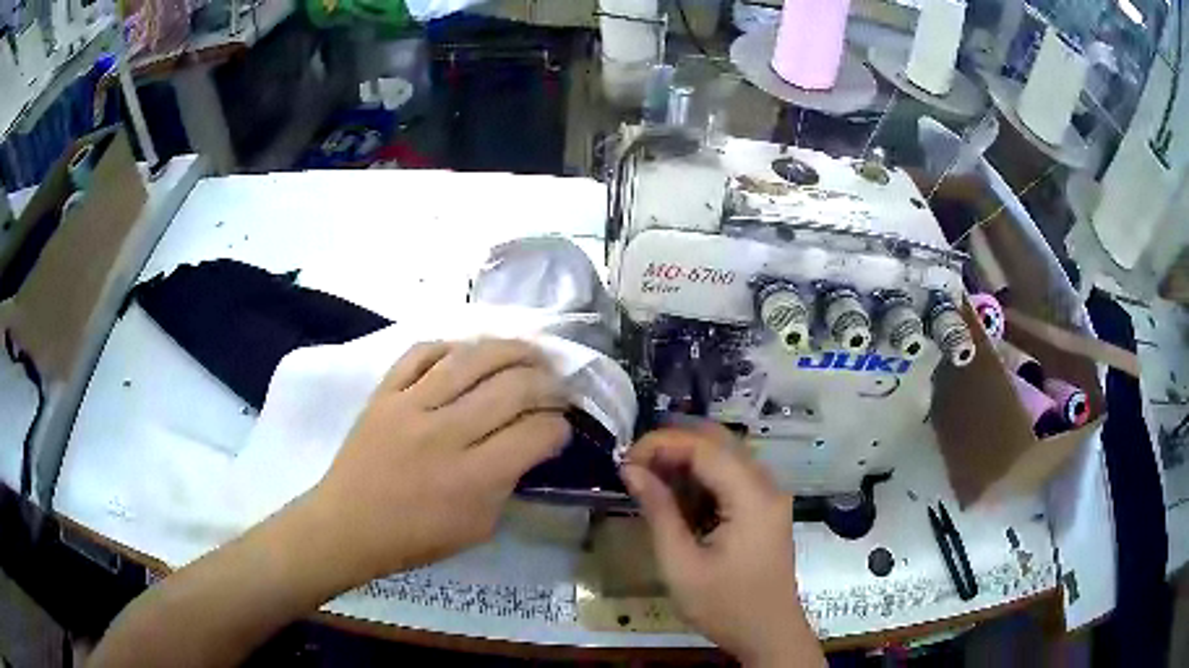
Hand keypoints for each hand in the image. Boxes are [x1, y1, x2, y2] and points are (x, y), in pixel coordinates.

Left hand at [307, 339, 571, 581]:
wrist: (348, 524)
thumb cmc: (416, 538)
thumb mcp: (479, 527)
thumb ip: (509, 485)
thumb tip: (530, 446)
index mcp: (474, 477)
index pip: (536, 433)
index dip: (560, 427)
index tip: (562, 427)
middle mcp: (446, 433)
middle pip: (513, 387)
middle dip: (548, 383)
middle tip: (557, 386)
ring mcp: (411, 405)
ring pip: (472, 358)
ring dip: (511, 349)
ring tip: (530, 352)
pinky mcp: (384, 391)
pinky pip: (422, 352)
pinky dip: (452, 346)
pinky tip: (470, 352)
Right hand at [621, 425, 820, 665]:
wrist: (769, 635)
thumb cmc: (724, 606)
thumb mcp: (681, 565)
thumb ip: (659, 512)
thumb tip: (632, 470)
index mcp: (752, 497)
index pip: (705, 447)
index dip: (662, 444)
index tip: (625, 459)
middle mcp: (767, 486)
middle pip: (719, 442)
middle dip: (674, 445)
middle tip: (635, 464)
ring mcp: (770, 497)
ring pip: (727, 456)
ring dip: (688, 459)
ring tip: (650, 478)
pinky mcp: (766, 510)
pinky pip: (733, 477)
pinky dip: (703, 478)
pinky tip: (678, 497)